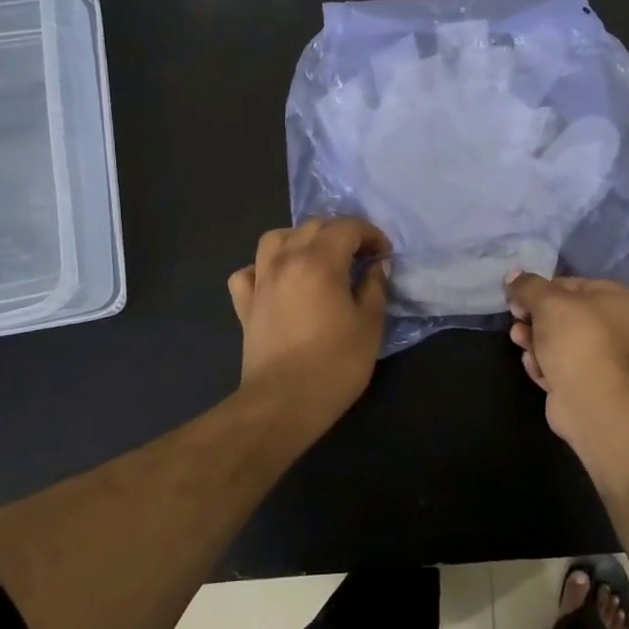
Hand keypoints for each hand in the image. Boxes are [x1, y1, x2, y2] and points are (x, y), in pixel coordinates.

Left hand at [228, 218, 391, 433]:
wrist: (283, 403)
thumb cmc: (335, 365)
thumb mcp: (370, 326)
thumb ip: (374, 289)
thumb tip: (375, 268)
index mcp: (320, 261)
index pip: (347, 227)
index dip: (370, 234)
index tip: (384, 254)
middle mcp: (286, 261)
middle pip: (313, 226)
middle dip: (341, 232)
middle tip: (361, 256)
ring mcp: (261, 281)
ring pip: (276, 238)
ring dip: (300, 239)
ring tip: (317, 258)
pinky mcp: (245, 305)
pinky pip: (249, 271)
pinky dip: (264, 268)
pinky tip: (278, 282)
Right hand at [506, 272, 628, 447]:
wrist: (591, 399)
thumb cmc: (577, 337)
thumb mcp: (548, 301)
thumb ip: (528, 285)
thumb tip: (513, 274)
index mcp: (624, 301)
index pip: (576, 285)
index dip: (543, 289)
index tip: (519, 296)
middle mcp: (622, 329)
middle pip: (567, 316)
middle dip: (536, 318)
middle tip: (516, 317)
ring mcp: (607, 360)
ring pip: (561, 343)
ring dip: (535, 341)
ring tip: (519, 341)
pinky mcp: (590, 386)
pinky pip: (562, 367)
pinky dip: (545, 365)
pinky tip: (534, 367)